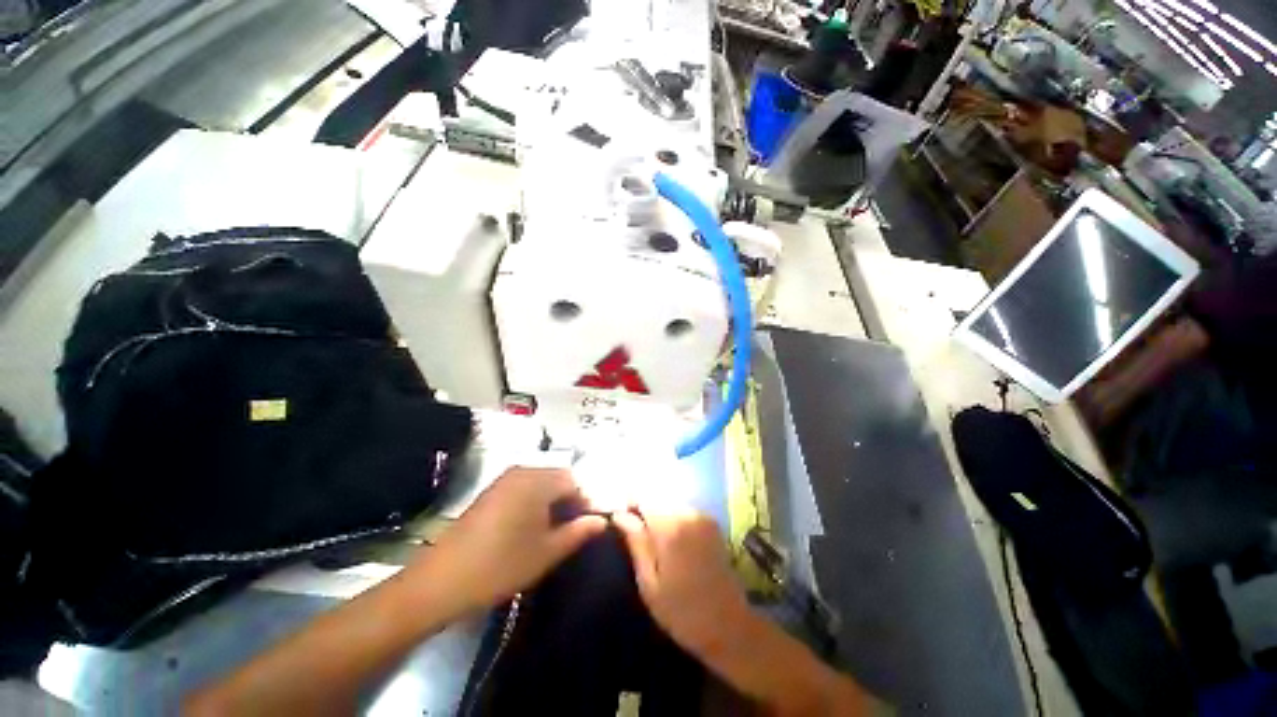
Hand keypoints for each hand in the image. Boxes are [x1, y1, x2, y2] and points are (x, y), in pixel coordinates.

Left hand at [406, 468, 606, 615]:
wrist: (440, 581)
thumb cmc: (500, 565)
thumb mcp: (546, 552)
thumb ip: (578, 532)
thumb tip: (602, 521)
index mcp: (537, 481)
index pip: (574, 481)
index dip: (585, 502)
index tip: (587, 527)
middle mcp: (522, 471)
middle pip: (558, 478)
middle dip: (569, 502)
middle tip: (571, 531)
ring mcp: (504, 480)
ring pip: (541, 484)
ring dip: (552, 503)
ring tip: (552, 532)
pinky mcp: (491, 492)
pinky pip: (524, 488)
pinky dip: (535, 503)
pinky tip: (530, 529)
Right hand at [612, 505, 751, 658]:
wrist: (729, 626)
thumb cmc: (682, 612)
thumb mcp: (649, 584)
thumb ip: (636, 543)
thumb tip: (619, 514)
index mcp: (671, 528)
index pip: (643, 497)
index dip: (629, 505)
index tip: (622, 521)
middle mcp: (688, 514)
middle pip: (658, 497)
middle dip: (644, 509)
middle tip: (636, 535)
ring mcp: (703, 517)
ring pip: (671, 502)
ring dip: (659, 513)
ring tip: (653, 540)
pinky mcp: (712, 523)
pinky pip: (685, 509)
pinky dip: (674, 517)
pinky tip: (672, 541)